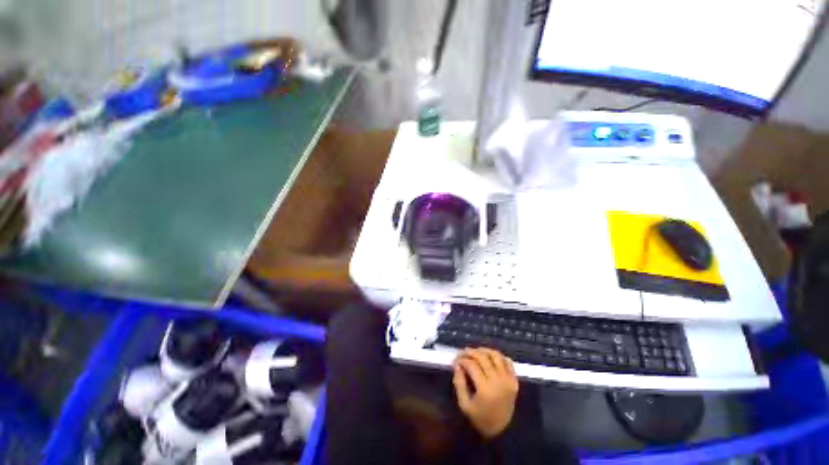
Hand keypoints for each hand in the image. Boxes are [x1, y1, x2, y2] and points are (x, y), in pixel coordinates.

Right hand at [452, 348, 518, 438]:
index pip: (471, 365)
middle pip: (483, 357)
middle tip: (463, 352)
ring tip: (476, 352)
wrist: (502, 431)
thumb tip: (457, 365)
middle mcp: (498, 381)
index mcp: (485, 389)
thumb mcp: (465, 405)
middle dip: (470, 352)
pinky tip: (490, 358)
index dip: (461, 359)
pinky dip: (499, 356)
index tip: (455, 360)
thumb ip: (459, 383)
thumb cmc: (480, 419)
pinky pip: (508, 362)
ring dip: (484, 350)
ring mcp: (508, 380)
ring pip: (495, 355)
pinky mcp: (514, 381)